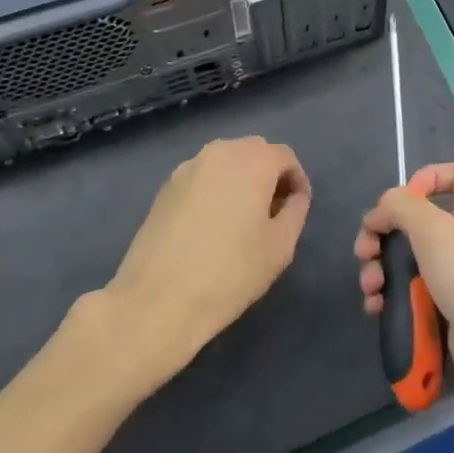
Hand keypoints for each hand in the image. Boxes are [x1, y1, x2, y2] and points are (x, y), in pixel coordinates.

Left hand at [97, 137, 310, 387]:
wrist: (156, 301)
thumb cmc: (229, 273)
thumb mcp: (280, 247)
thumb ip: (295, 211)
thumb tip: (293, 196)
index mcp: (253, 161)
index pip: (285, 156)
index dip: (297, 180)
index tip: (297, 207)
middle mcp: (220, 153)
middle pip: (254, 151)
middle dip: (269, 174)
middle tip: (272, 210)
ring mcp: (188, 168)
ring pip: (225, 161)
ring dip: (240, 179)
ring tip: (241, 217)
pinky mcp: (165, 187)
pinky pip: (201, 176)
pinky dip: (214, 189)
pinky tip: (210, 224)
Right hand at [354, 163, 453, 442]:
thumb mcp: (434, 231)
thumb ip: (402, 207)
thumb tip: (383, 208)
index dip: (429, 177)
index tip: (401, 200)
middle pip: (421, 221)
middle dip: (386, 232)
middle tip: (365, 251)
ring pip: (412, 260)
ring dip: (382, 269)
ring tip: (369, 287)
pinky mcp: (450, 312)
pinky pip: (415, 295)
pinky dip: (393, 298)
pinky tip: (376, 309)